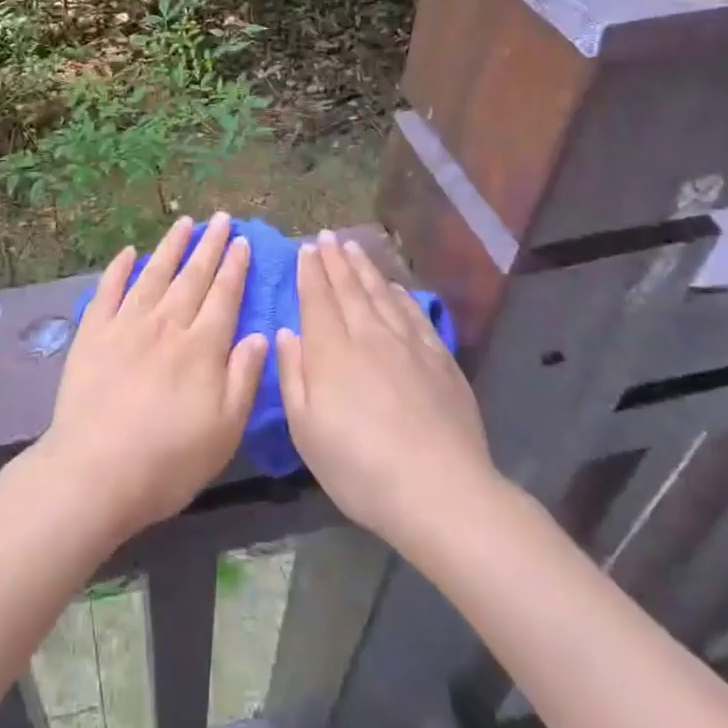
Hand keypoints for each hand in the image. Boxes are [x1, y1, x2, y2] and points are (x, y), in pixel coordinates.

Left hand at [35, 213, 268, 544]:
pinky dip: (119, 268)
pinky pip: (108, 290)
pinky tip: (128, 253)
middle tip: (221, 218)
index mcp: (201, 347)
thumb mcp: (224, 430)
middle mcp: (166, 324)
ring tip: (185, 223)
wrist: (95, 471)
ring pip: (154, 273)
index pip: (224, 295)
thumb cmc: (168, 460)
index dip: (234, 267)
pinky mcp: (92, 333)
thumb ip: (243, 378)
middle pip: (192, 276)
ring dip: (171, 246)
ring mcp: (126, 324)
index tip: (243, 241)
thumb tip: (258, 334)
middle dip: (210, 245)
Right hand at [279, 229, 499, 552]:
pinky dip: (401, 294)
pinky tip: (395, 287)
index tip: (306, 248)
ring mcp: (408, 344)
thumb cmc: (360, 468)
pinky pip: (414, 313)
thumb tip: (287, 333)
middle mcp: (368, 335)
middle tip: (327, 236)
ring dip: (365, 268)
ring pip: (381, 293)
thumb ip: (293, 375)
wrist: (440, 491)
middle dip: (335, 260)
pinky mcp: (439, 357)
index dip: (310, 271)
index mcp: (331, 351)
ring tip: (354, 247)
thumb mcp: (306, 431)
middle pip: (349, 288)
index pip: (317, 298)